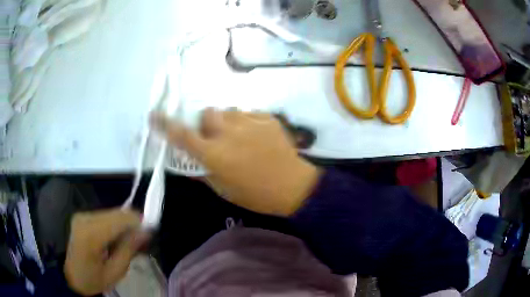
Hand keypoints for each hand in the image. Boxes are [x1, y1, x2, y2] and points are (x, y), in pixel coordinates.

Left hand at [64, 209, 149, 295]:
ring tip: (127, 242)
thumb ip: (129, 250)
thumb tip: (145, 232)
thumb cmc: (92, 279)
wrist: (68, 276)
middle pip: (116, 213)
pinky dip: (114, 225)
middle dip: (132, 224)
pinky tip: (115, 239)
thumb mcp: (114, 273)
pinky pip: (104, 216)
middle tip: (141, 240)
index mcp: (91, 234)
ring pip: (111, 213)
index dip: (138, 222)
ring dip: (123, 225)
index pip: (120, 219)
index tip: (150, 232)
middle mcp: (85, 218)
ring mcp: (82, 215)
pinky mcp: (81, 216)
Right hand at [151, 109, 319, 215]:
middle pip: (207, 113)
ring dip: (227, 122)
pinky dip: (247, 122)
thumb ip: (203, 173)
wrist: (293, 186)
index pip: (182, 135)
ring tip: (239, 137)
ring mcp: (249, 122)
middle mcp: (228, 133)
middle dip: (206, 123)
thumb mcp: (224, 189)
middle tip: (215, 136)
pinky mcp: (266, 118)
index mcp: (214, 154)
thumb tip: (190, 163)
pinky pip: (248, 113)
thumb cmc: (256, 195)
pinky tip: (257, 136)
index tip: (154, 115)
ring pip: (228, 111)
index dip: (165, 124)